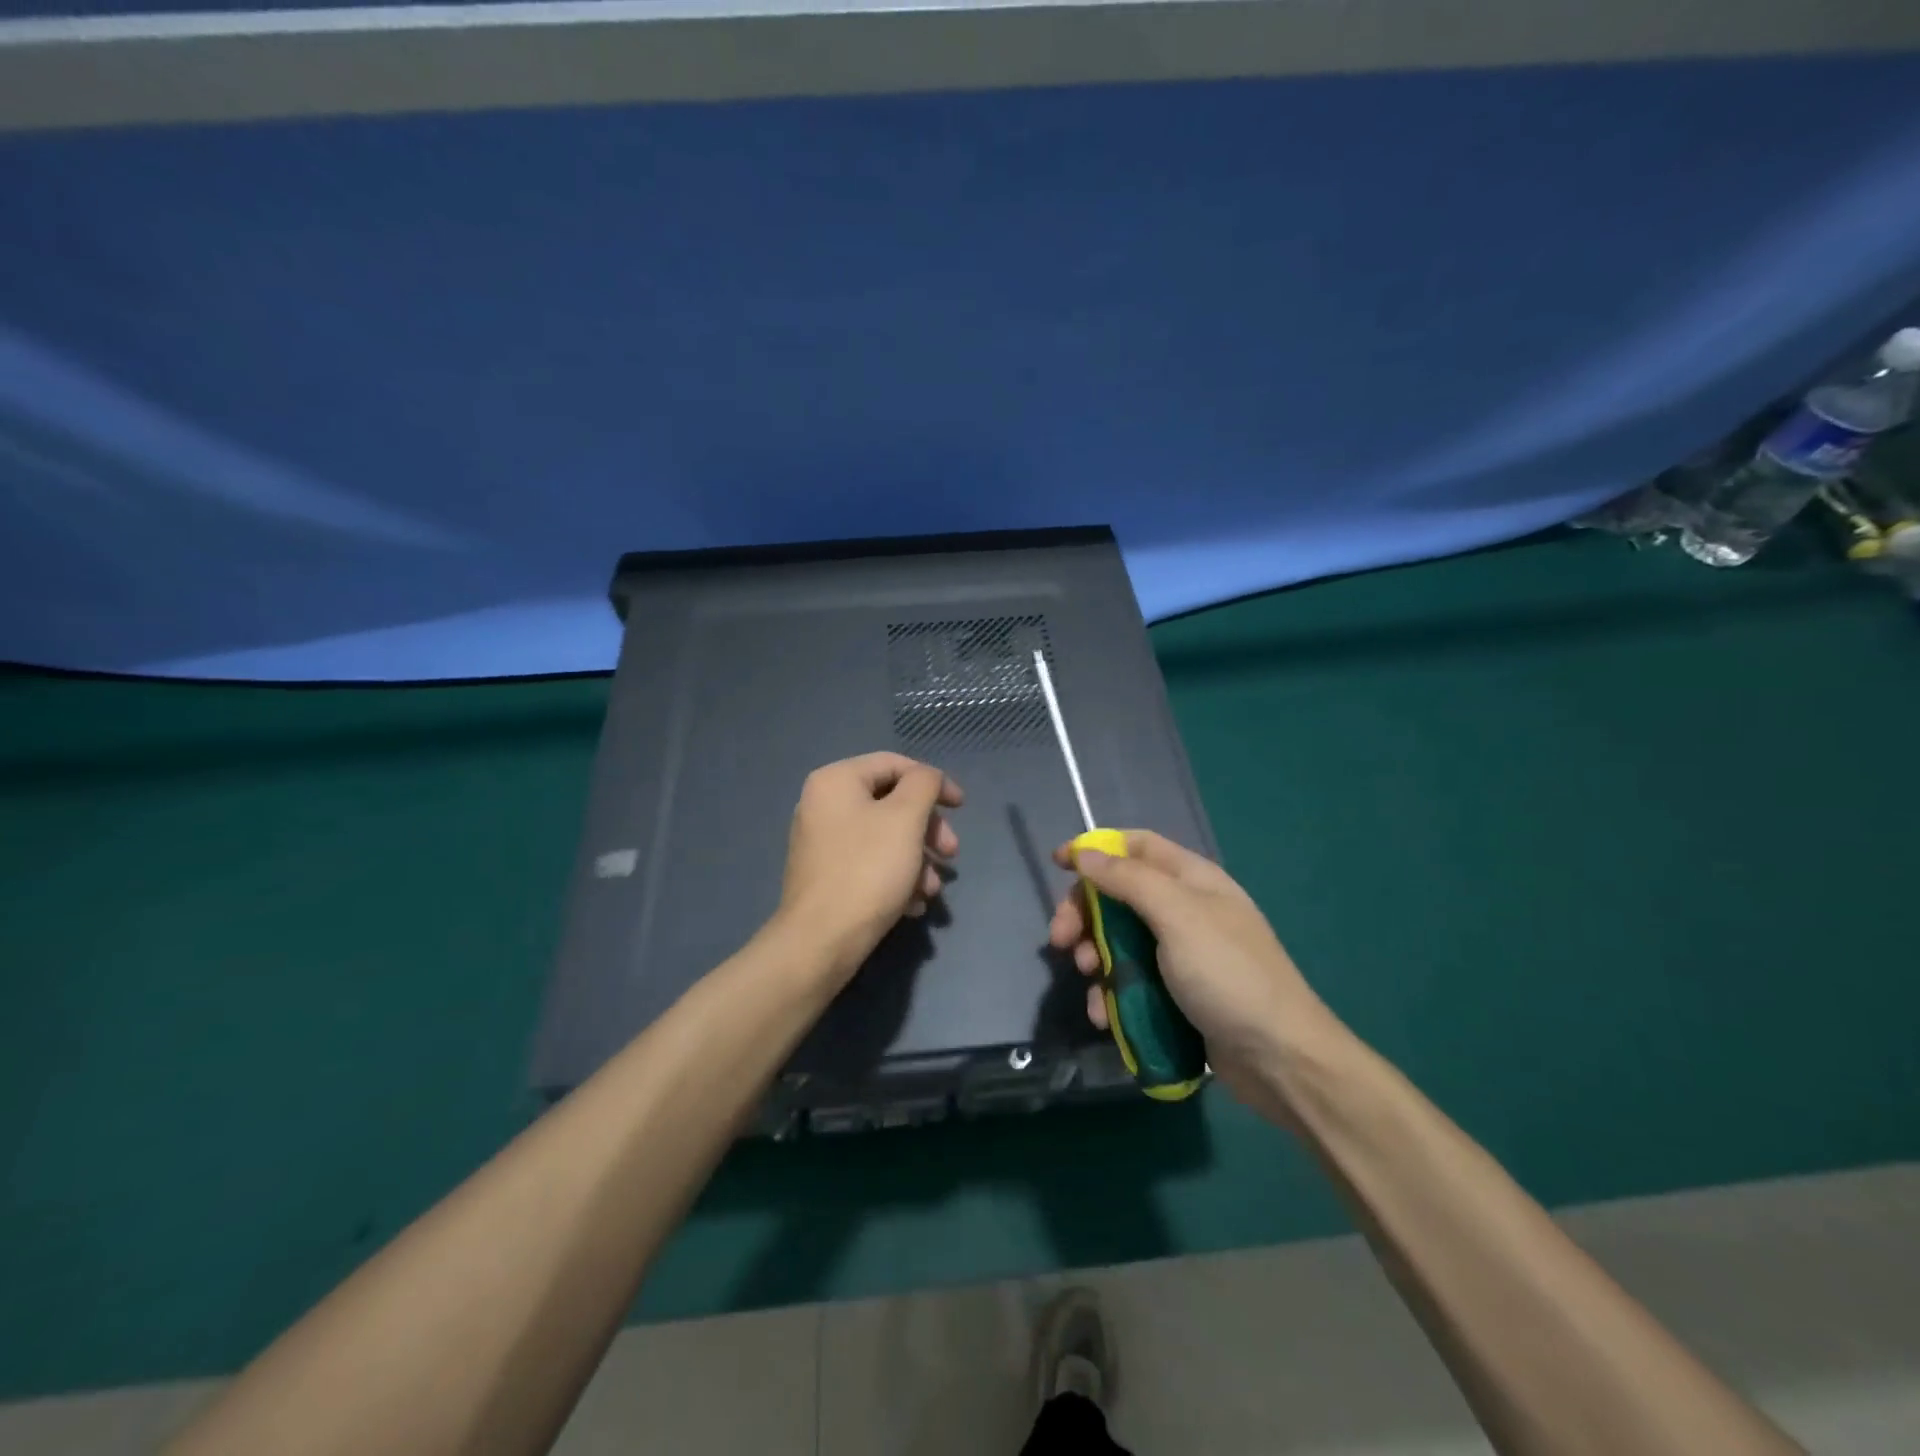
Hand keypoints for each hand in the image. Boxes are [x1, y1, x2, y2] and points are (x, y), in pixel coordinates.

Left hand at [777, 752, 962, 978]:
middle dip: (927, 829)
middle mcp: (823, 805)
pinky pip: (869, 864)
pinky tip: (912, 904)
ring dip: (917, 859)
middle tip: (951, 853)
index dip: (934, 782)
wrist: (821, 941)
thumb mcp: (906, 818)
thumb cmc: (868, 869)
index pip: (894, 764)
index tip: (961, 808)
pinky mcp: (826, 876)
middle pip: (891, 803)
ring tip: (932, 889)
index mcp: (836, 781)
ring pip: (885, 838)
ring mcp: (821, 842)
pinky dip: (896, 877)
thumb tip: (927, 778)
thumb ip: (924, 784)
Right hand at [1047, 830, 1338, 1109]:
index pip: (1136, 847)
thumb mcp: (1177, 916)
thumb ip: (1128, 880)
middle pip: (1119, 896)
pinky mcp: (1176, 994)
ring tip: (1090, 981)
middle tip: (1059, 940)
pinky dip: (1112, 993)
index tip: (1059, 864)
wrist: (1280, 1060)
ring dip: (1094, 958)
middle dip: (1084, 914)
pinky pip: (1132, 981)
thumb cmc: (1228, 974)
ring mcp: (1180, 955)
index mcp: (1191, 880)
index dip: (1097, 850)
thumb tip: (1085, 853)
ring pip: (1119, 942)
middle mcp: (1184, 910)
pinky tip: (1105, 1015)